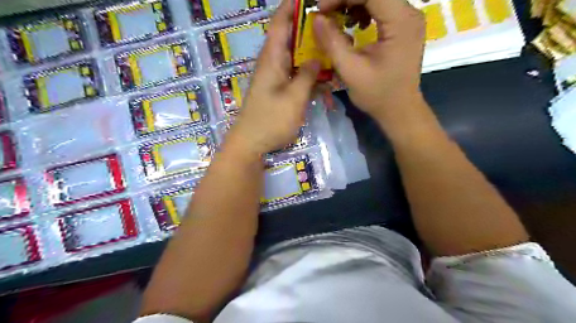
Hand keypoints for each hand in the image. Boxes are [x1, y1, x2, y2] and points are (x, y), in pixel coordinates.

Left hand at [229, 0, 319, 155]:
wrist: (251, 143)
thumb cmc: (271, 121)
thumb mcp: (294, 98)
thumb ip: (307, 75)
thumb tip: (317, 58)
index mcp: (272, 59)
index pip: (280, 23)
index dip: (292, 7)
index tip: (309, 1)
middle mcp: (273, 63)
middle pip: (291, 39)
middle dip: (310, 31)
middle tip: (333, 28)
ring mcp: (276, 78)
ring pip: (296, 58)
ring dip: (313, 56)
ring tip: (333, 53)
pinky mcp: (279, 91)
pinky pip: (296, 75)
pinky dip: (309, 75)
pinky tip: (324, 80)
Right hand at [313, 0, 423, 125]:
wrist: (399, 109)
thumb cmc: (378, 94)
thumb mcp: (351, 70)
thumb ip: (332, 42)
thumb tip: (317, 19)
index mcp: (400, 22)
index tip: (320, 9)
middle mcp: (409, 14)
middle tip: (325, 13)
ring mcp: (408, 19)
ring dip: (353, 3)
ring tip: (337, 19)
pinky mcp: (403, 27)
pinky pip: (382, 8)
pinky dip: (363, 11)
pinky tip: (353, 25)